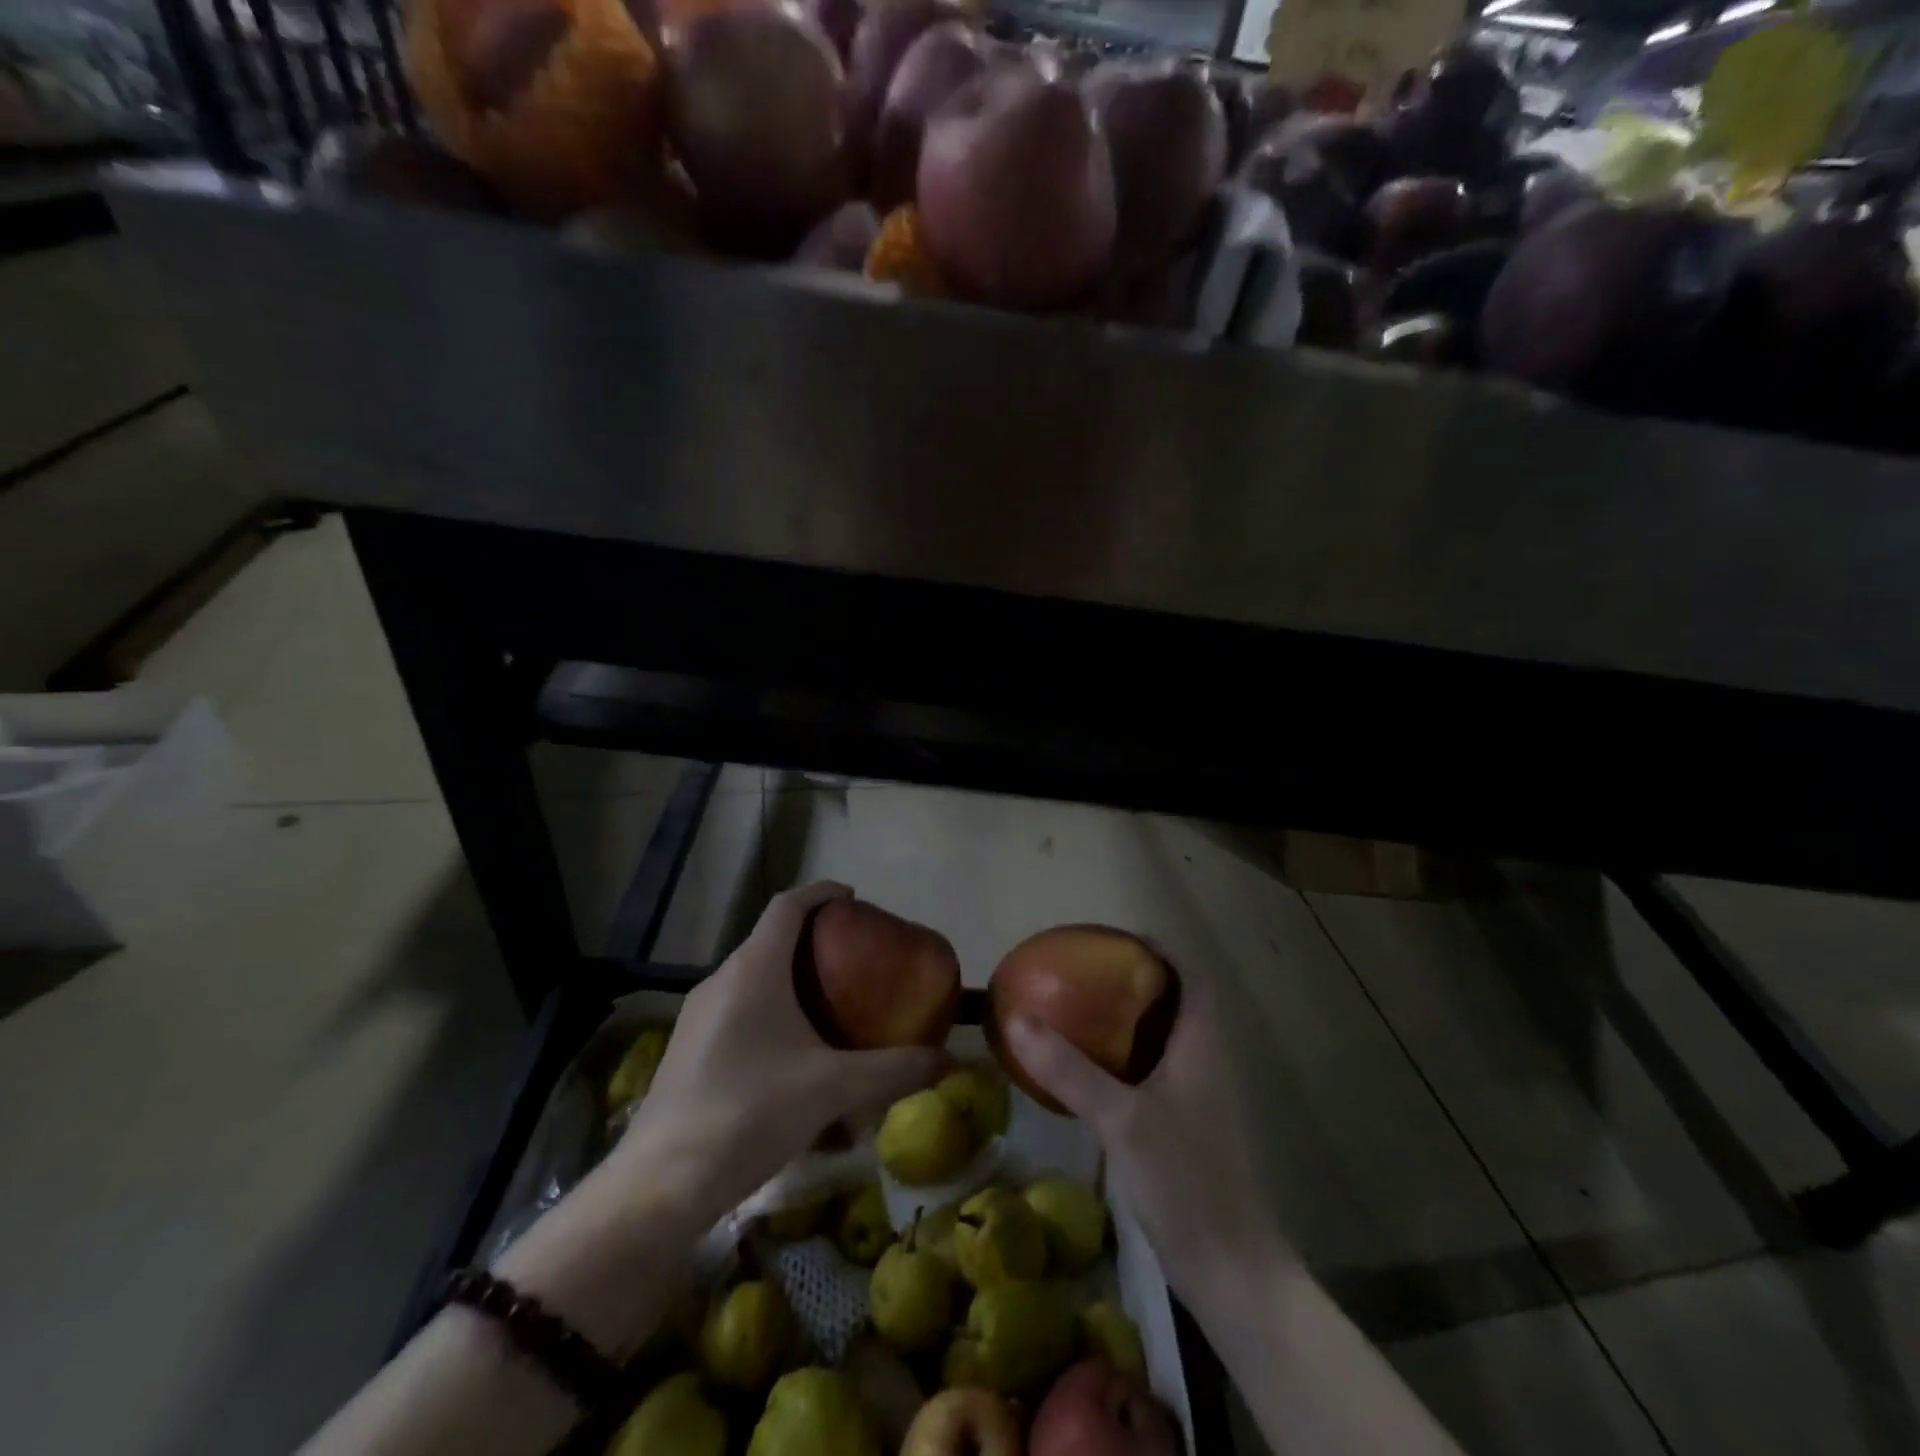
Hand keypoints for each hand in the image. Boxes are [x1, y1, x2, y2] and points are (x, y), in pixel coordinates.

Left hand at [607, 881, 947, 1224]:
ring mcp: (697, 1016)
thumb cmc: (750, 1113)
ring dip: (789, 977)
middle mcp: (721, 980)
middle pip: (770, 939)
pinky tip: (790, 1054)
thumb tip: (947, 1061)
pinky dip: (769, 1010)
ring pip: (752, 977)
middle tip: (853, 957)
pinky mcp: (687, 1049)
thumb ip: (892, 1071)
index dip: (821, 893)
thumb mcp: (832, 1089)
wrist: (660, 1185)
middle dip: (812, 939)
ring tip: (827, 1003)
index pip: (788, 905)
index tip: (852, 898)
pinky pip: (737, 1009)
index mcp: (754, 969)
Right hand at [1002, 962, 1288, 1313]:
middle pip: (1178, 1001)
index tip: (1113, 938)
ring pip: (1167, 1037)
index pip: (1192, 975)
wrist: (1232, 1271)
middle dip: (1137, 980)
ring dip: (1132, 1019)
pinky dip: (1127, 1057)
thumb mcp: (1122, 1120)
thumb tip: (1016, 1019)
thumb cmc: (1186, 1181)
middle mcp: (1207, 1061)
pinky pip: (1157, 1071)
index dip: (1160, 950)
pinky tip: (1090, 1071)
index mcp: (1203, 1045)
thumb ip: (1070, 1069)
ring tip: (1081, 1009)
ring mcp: (1200, 1097)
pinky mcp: (1188, 1127)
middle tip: (1085, 972)